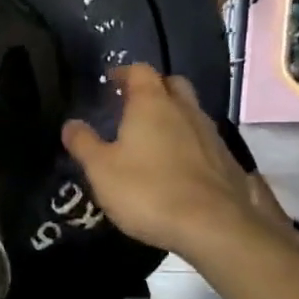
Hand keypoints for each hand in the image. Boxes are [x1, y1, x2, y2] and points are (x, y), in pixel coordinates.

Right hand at [61, 64, 263, 259]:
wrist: (214, 227)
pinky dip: (189, 143)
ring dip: (173, 117)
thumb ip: (84, 143)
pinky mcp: (227, 161)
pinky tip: (177, 166)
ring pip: (191, 112)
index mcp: (152, 104)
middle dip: (154, 89)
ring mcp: (211, 135)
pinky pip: (204, 140)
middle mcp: (185, 110)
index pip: (140, 71)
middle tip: (133, 105)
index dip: (124, 73)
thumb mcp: (101, 170)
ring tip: (153, 138)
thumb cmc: (148, 191)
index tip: (110, 83)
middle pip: (172, 84)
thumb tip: (70, 124)